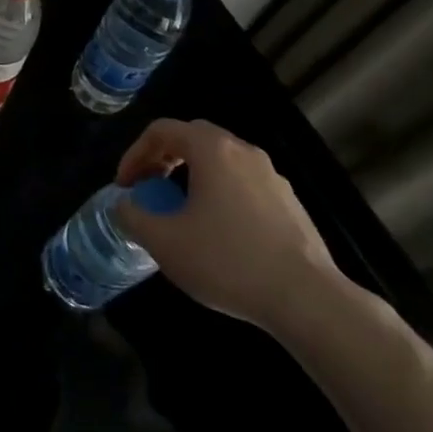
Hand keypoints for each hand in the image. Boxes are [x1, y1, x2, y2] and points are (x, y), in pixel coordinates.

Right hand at [113, 119, 345, 335]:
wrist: (308, 300)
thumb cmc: (227, 261)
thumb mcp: (164, 242)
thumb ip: (132, 216)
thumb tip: (124, 206)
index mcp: (211, 150)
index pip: (162, 130)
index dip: (135, 154)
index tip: (125, 186)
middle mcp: (244, 152)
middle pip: (193, 138)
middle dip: (163, 158)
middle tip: (149, 188)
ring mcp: (272, 177)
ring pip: (221, 161)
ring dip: (192, 177)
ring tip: (180, 211)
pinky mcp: (290, 204)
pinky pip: (244, 184)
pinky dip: (220, 194)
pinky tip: (218, 233)